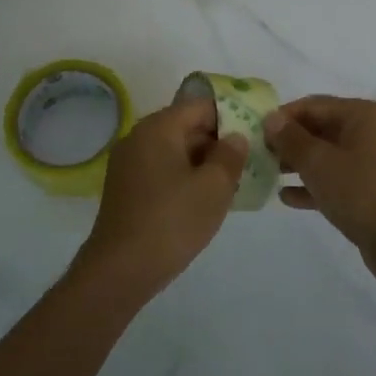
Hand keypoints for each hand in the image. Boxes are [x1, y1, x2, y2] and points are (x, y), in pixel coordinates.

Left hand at [78, 96, 247, 299]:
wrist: (121, 269)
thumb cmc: (172, 221)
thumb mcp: (214, 187)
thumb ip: (230, 155)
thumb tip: (235, 137)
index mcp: (158, 128)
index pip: (200, 105)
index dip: (230, 115)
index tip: (254, 134)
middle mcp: (139, 138)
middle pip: (186, 126)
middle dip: (217, 141)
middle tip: (248, 162)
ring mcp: (128, 164)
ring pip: (175, 151)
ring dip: (203, 162)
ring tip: (232, 183)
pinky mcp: (126, 189)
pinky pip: (162, 170)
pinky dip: (184, 178)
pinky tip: (203, 200)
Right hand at [263, 96, 375, 278]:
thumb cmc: (359, 191)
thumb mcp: (318, 162)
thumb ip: (291, 139)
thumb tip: (271, 118)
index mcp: (362, 115)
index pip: (313, 105)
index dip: (283, 117)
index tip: (256, 132)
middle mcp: (370, 132)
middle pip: (320, 128)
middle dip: (289, 141)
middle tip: (258, 155)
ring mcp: (372, 162)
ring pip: (327, 155)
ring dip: (298, 164)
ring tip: (267, 174)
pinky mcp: (370, 189)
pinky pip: (336, 179)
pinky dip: (313, 185)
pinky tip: (286, 197)